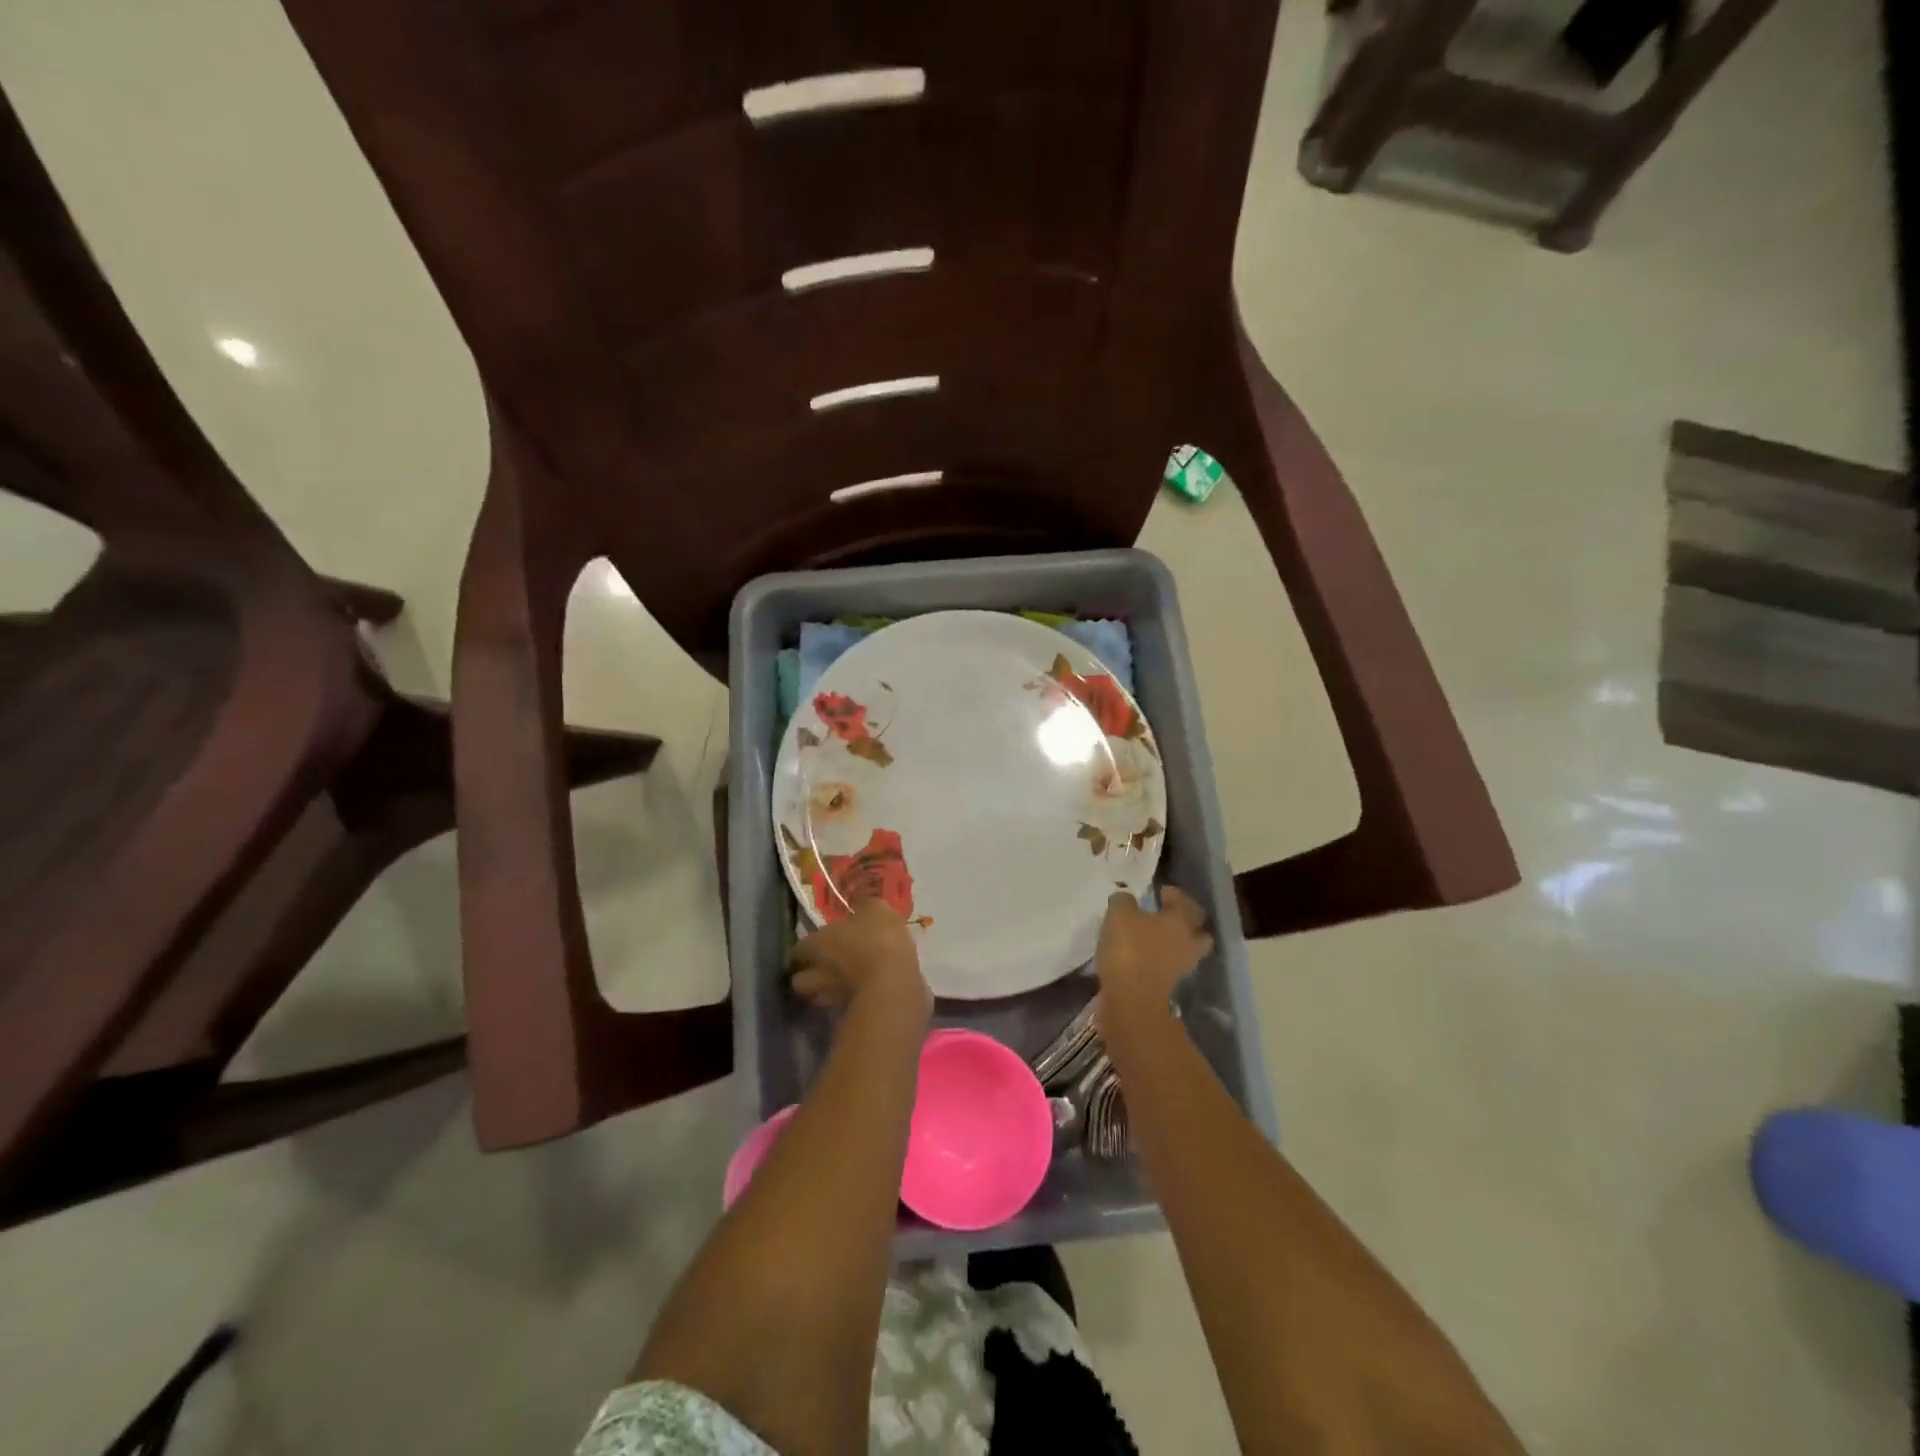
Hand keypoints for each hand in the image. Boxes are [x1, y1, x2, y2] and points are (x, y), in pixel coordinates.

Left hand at [791, 898, 929, 1016]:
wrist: (894, 985)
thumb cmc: (878, 940)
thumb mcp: (876, 910)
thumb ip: (865, 905)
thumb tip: (859, 901)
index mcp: (816, 944)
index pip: (798, 949)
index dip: (807, 947)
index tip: (819, 943)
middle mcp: (815, 974)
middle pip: (800, 979)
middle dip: (810, 974)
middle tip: (827, 966)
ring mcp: (830, 999)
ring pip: (819, 996)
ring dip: (828, 990)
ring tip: (846, 981)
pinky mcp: (850, 1015)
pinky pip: (843, 1006)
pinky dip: (850, 1000)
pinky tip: (866, 991)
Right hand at [1095, 887, 1213, 1017]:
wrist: (1132, 999)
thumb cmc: (1129, 949)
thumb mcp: (1119, 915)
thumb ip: (1124, 901)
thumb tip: (1126, 899)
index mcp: (1180, 921)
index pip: (1185, 903)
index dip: (1175, 895)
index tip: (1162, 891)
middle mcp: (1188, 943)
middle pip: (1198, 930)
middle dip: (1186, 921)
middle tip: (1167, 915)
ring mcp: (1181, 967)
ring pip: (1186, 950)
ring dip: (1176, 943)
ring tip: (1155, 937)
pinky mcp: (1169, 987)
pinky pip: (1170, 966)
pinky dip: (1162, 960)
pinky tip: (1145, 956)